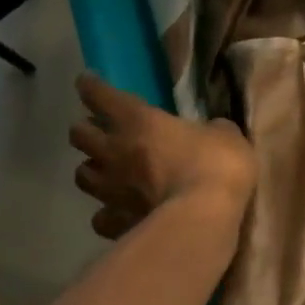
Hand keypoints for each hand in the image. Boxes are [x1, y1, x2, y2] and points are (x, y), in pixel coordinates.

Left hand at [70, 74, 255, 239]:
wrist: (203, 217)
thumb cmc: (216, 166)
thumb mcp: (226, 135)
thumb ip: (211, 130)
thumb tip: (212, 131)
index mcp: (139, 121)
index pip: (100, 95)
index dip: (91, 86)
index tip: (88, 82)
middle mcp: (115, 151)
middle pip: (78, 135)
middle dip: (86, 130)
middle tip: (101, 132)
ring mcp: (111, 190)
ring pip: (81, 174)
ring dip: (92, 169)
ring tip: (107, 172)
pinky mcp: (115, 222)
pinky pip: (101, 216)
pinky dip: (108, 213)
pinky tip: (121, 213)